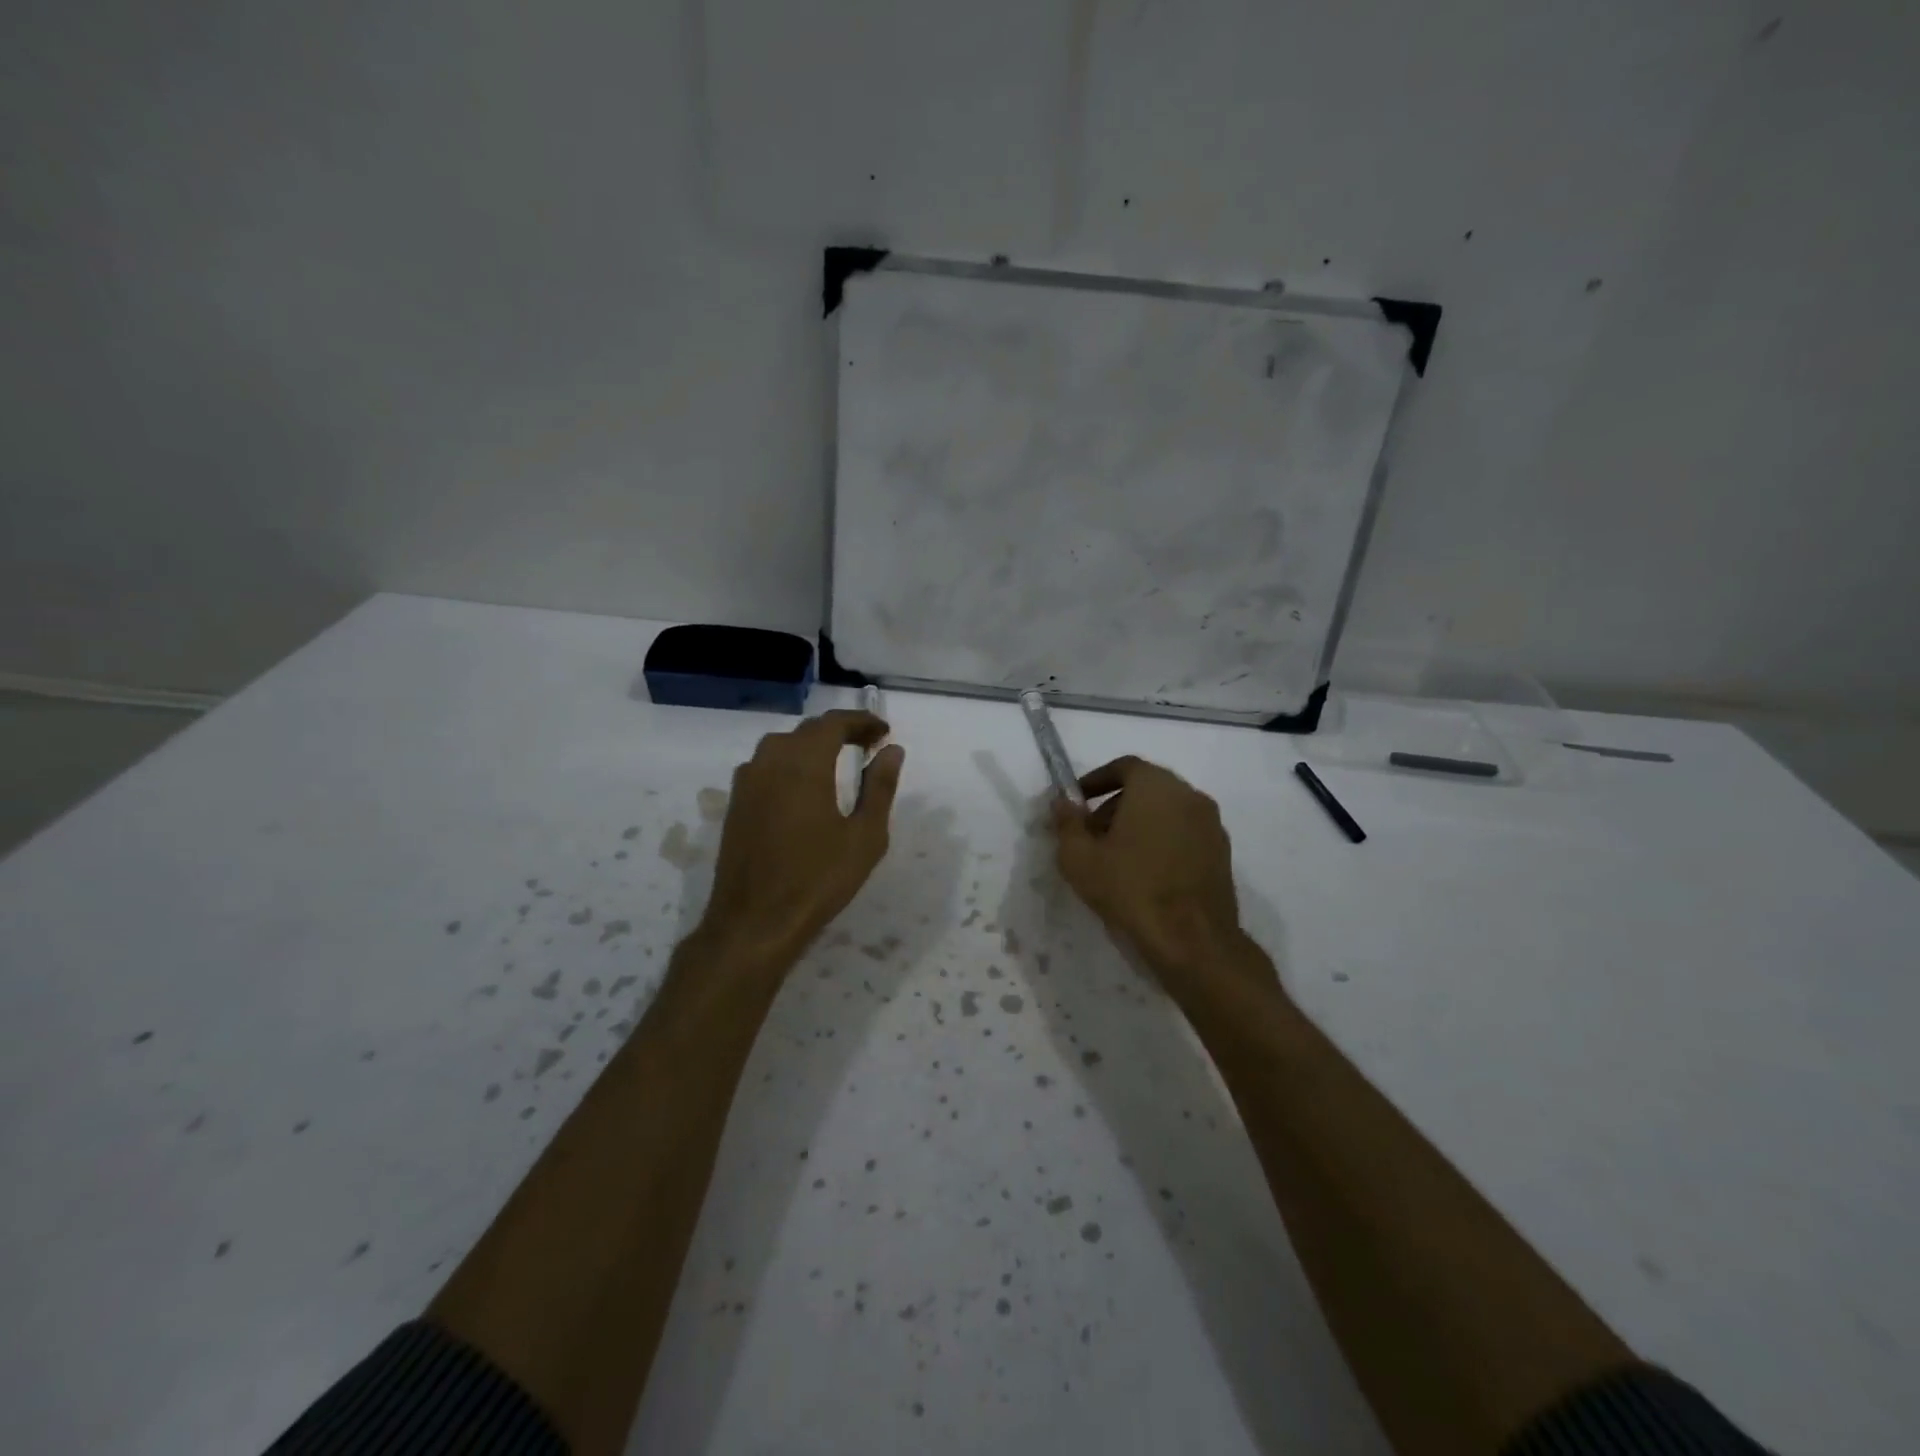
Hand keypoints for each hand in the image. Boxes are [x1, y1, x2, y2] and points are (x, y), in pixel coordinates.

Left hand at [697, 709, 904, 968]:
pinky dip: (790, 762)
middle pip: (807, 730)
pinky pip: (765, 765)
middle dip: (840, 731)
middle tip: (868, 746)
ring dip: (812, 744)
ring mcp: (747, 782)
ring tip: (838, 761)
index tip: (884, 732)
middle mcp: (770, 762)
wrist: (754, 922)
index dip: (861, 721)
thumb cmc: (818, 879)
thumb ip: (880, 787)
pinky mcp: (735, 803)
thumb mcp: (864, 836)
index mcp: (803, 764)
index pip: (833, 723)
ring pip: (782, 745)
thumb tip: (892, 751)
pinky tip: (803, 785)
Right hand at [1051, 756, 1266, 1003]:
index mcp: (1156, 786)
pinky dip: (1163, 842)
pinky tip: (1146, 874)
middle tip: (1092, 834)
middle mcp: (1189, 795)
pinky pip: (1185, 834)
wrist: (1192, 941)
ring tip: (1116, 858)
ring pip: (1167, 812)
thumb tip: (1062, 802)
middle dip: (1115, 805)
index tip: (1078, 802)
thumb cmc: (1130, 889)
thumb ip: (1067, 823)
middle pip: (1147, 788)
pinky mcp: (1222, 853)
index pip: (1124, 767)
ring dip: (1140, 824)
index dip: (1097, 780)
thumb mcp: (1079, 858)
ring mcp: (1211, 824)